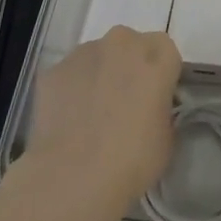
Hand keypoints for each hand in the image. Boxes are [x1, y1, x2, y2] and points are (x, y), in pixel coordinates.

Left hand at [23, 26, 180, 218]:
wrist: (73, 177)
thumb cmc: (133, 160)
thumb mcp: (167, 136)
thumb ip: (161, 108)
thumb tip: (148, 109)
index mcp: (157, 56)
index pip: (166, 52)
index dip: (160, 74)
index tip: (155, 99)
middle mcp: (122, 43)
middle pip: (130, 46)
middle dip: (129, 67)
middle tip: (124, 104)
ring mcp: (84, 53)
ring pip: (98, 57)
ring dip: (100, 75)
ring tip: (92, 116)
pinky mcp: (54, 70)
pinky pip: (70, 75)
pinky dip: (72, 90)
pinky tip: (69, 121)